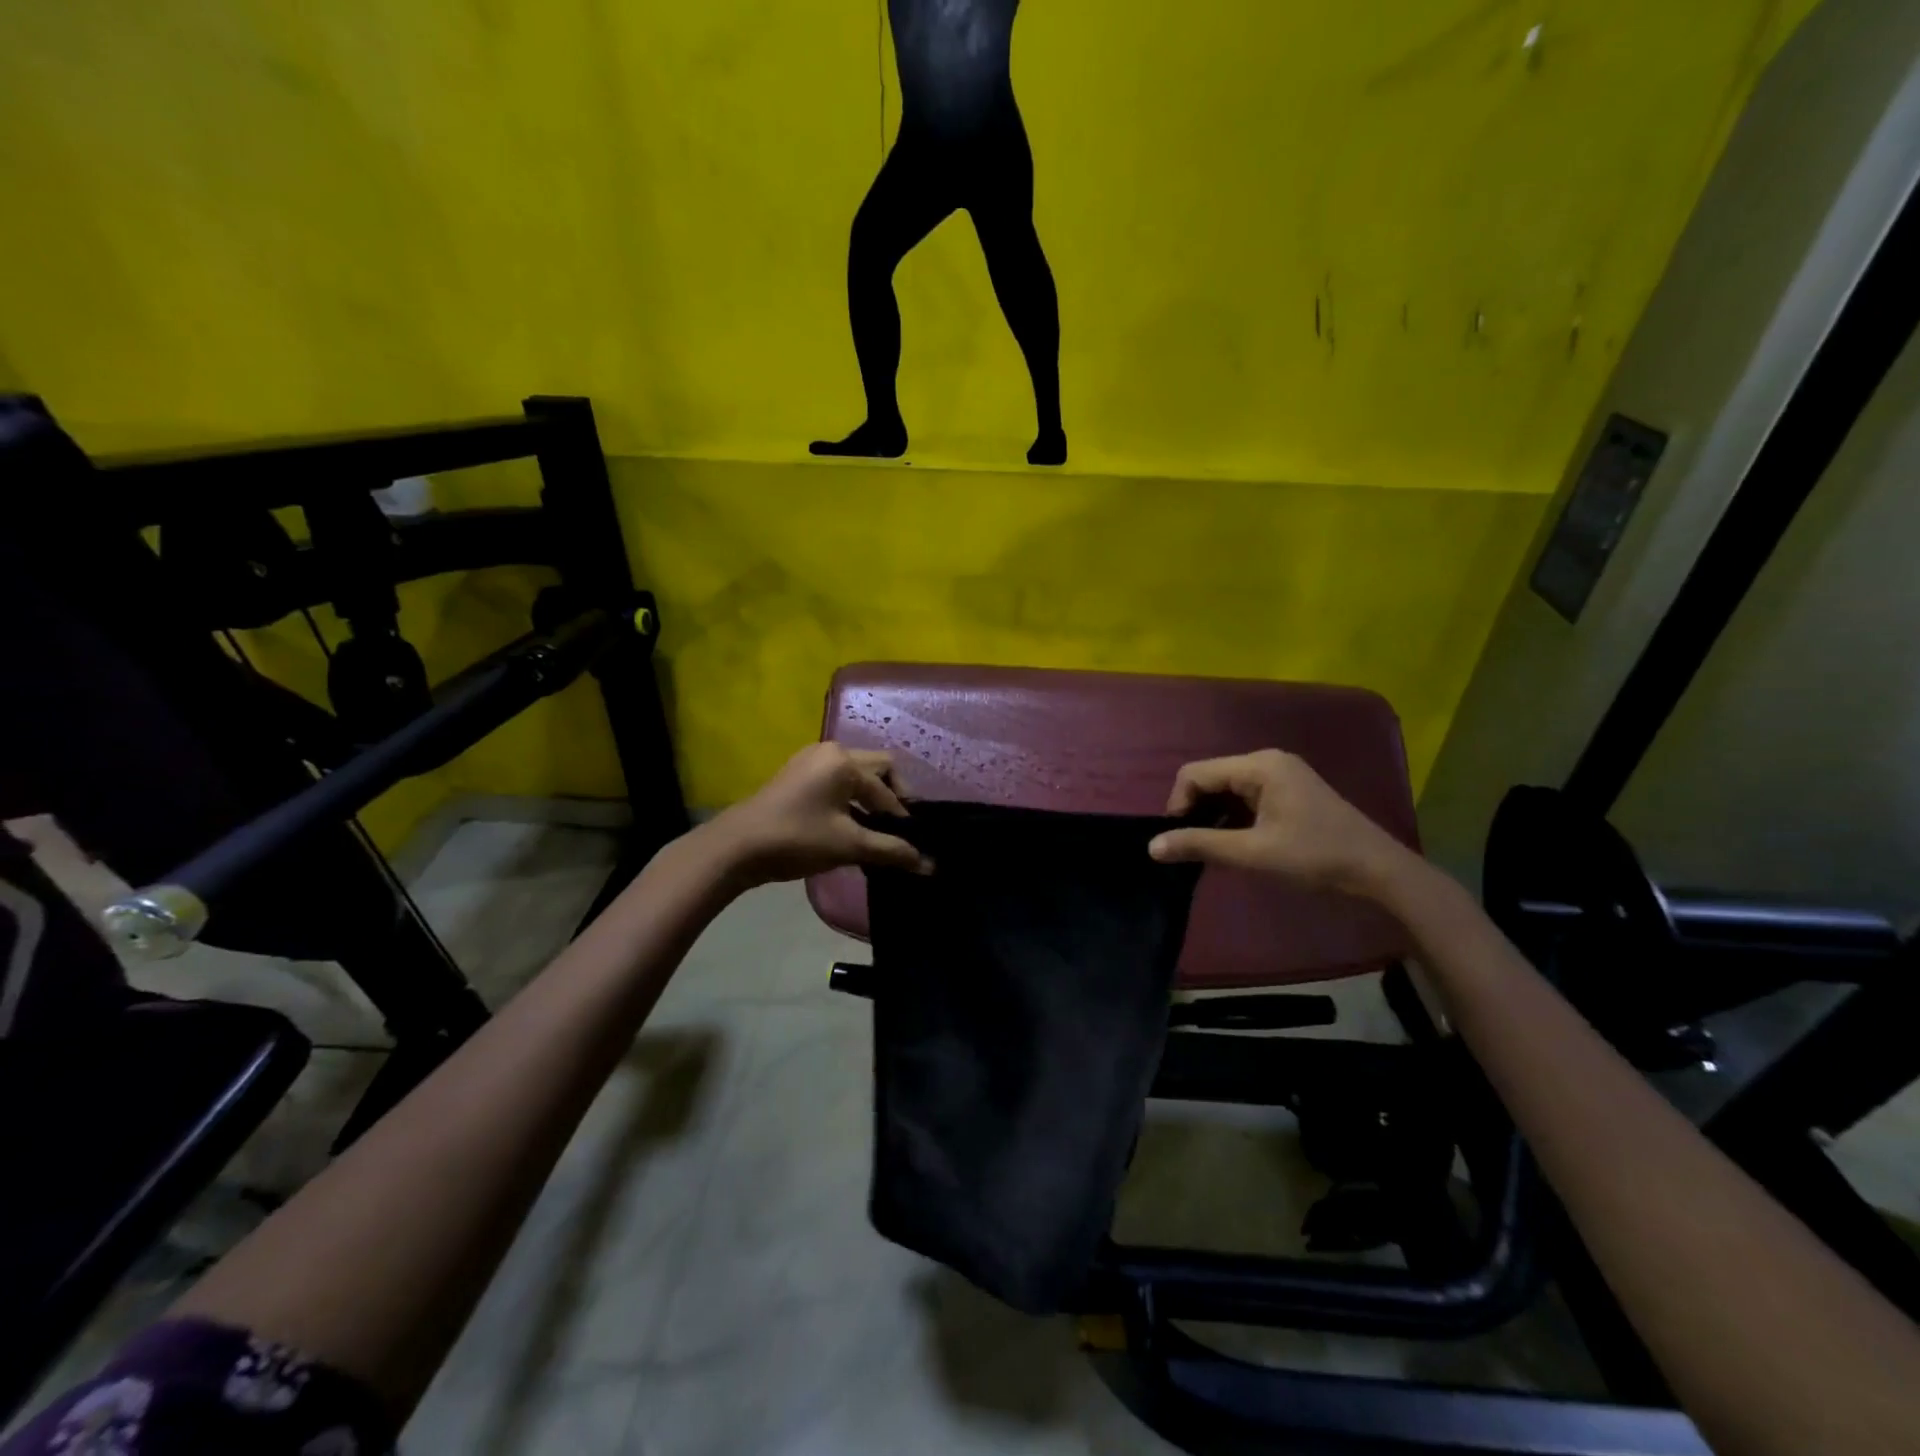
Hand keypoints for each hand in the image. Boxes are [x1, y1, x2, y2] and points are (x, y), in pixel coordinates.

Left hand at [710, 743, 932, 885]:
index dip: (902, 818)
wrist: (735, 848)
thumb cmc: (797, 839)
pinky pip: (836, 779)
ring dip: (869, 798)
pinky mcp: (796, 775)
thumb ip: (891, 851)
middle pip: (877, 768)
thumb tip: (928, 865)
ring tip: (874, 830)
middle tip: (895, 829)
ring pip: (855, 774)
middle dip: (891, 797)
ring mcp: (810, 760)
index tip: (911, 844)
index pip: (888, 789)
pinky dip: (849, 797)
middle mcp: (831, 751)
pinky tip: (848, 825)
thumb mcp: (848, 845)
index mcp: (845, 761)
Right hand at [1147, 749, 1415, 897]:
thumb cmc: (1315, 857)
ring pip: (1226, 790)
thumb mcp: (1253, 853)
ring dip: (1212, 817)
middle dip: (1194, 811)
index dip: (1177, 805)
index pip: (1195, 774)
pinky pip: (1245, 798)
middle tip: (1190, 848)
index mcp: (1259, 765)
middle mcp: (1267, 761)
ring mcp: (1281, 775)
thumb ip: (1200, 845)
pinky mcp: (1289, 792)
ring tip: (1209, 849)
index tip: (1177, 840)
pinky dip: (1231, 818)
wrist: (1380, 871)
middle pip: (1210, 778)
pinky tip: (1232, 843)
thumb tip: (1151, 846)